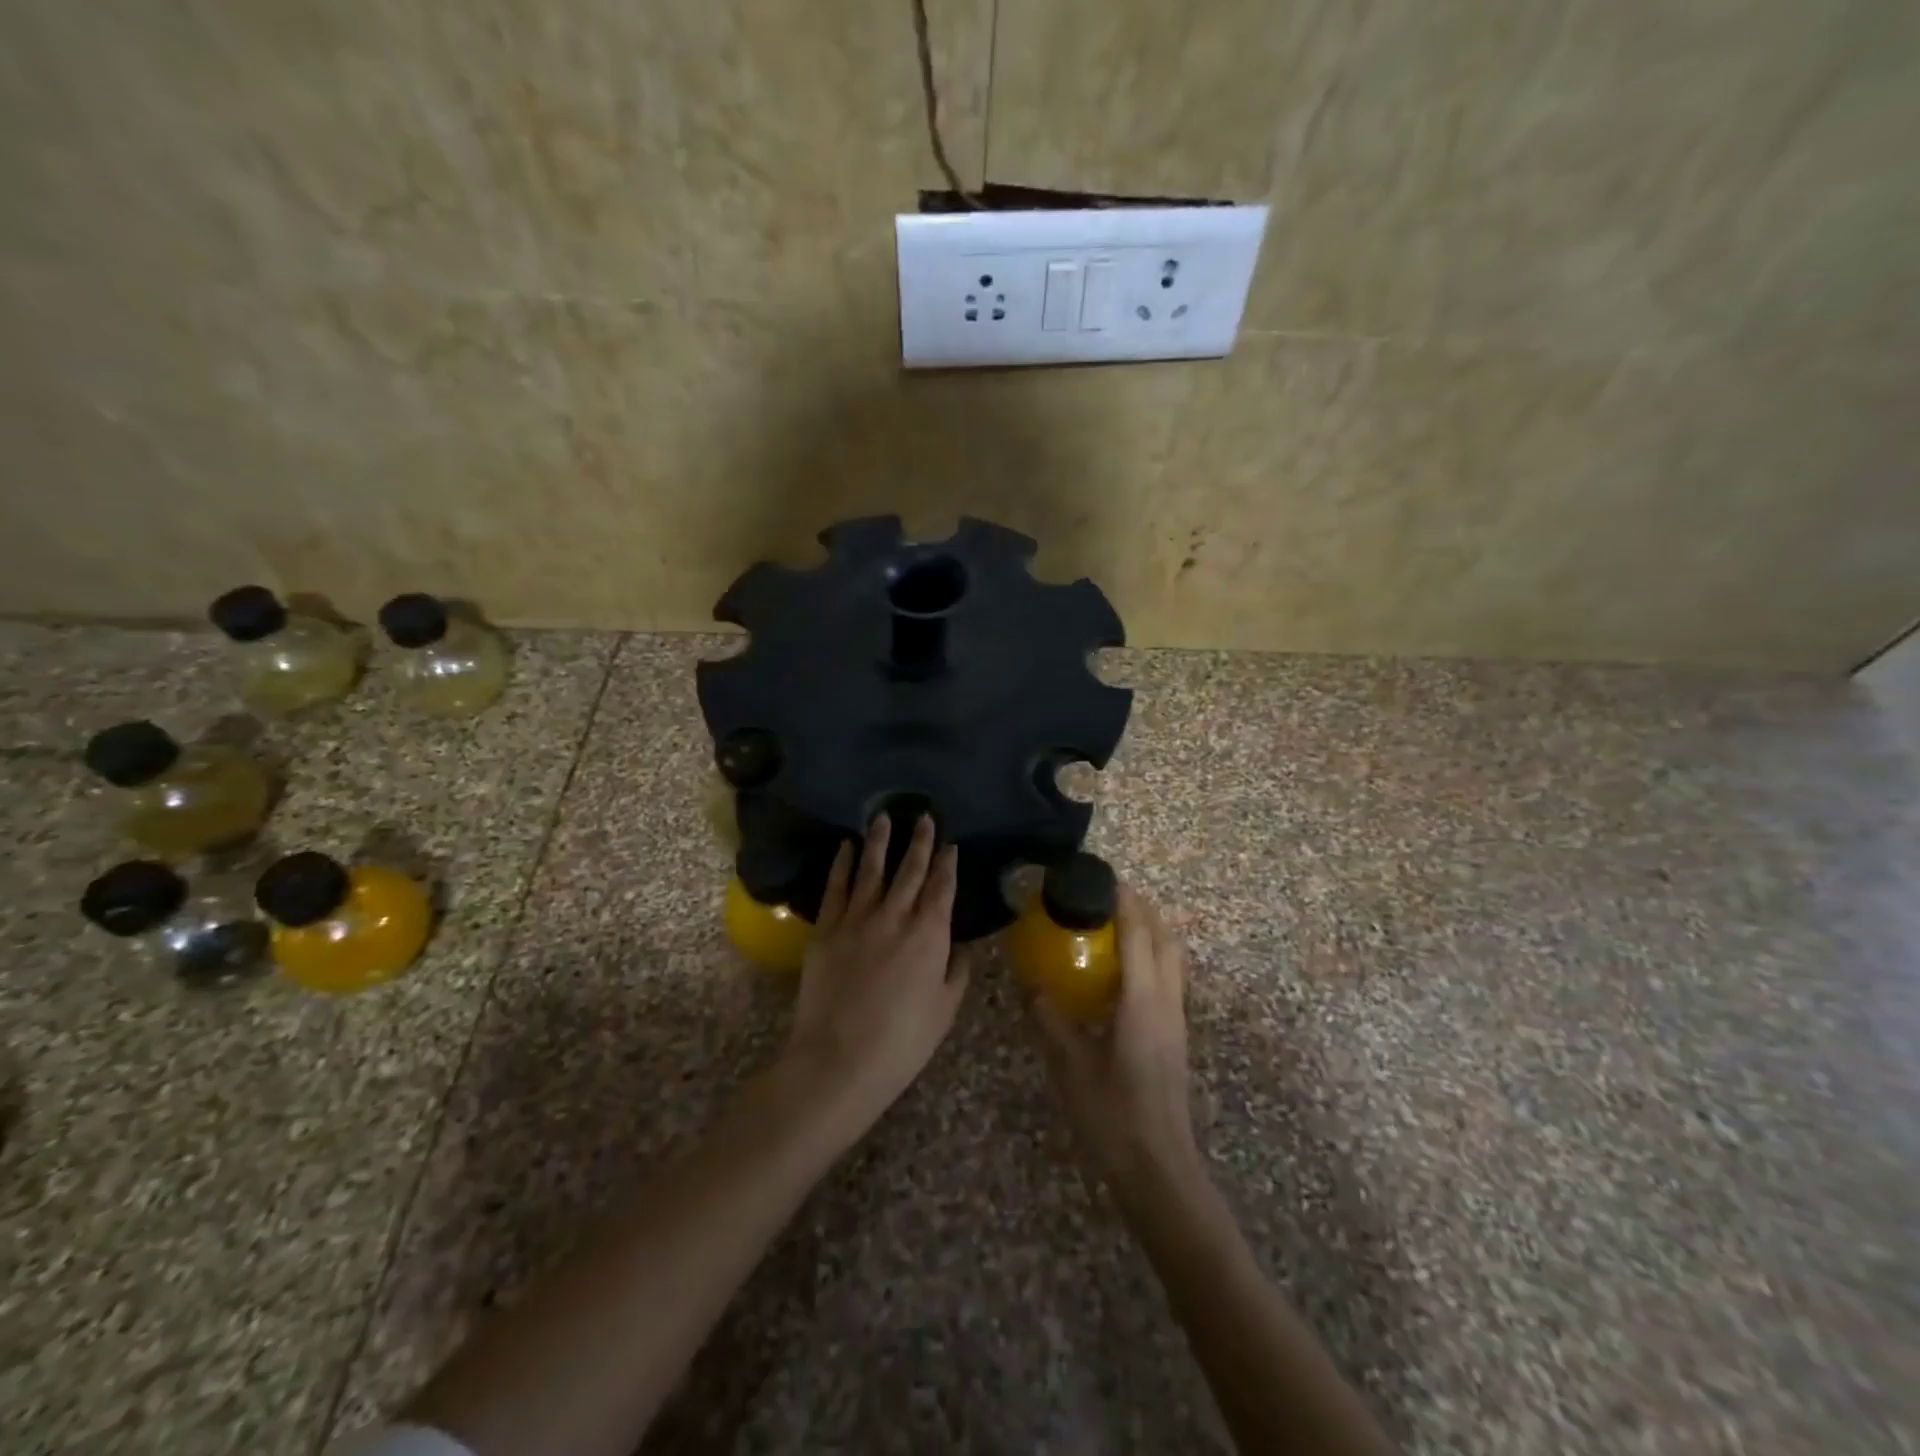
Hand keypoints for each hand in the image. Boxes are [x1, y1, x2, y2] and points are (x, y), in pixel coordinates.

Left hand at [781, 814, 969, 1132]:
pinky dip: (841, 865)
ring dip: (879, 842)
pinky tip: (845, 848)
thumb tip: (963, 946)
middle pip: (910, 870)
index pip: (942, 888)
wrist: (839, 1059)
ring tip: (884, 818)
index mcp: (929, 935)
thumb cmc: (902, 1042)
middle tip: (923, 816)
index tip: (949, 844)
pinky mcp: (826, 929)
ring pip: (871, 870)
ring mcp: (857, 919)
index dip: (947, 864)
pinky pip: (836, 888)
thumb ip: (956, 972)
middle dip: (919, 842)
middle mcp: (895, 916)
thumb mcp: (944, 1010)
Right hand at [1032, 883, 1204, 1200]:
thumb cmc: (1113, 1116)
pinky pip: (1168, 981)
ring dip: (1150, 933)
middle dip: (1143, 910)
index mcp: (1144, 1001)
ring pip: (1173, 959)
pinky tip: (1119, 976)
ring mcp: (1176, 1021)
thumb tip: (1029, 986)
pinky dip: (1150, 960)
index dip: (1125, 900)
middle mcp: (1167, 1002)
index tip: (1103, 877)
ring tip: (1113, 928)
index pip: (1140, 933)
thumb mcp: (1070, 1065)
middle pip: (1166, 938)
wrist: (1160, 1170)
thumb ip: (1050, 1020)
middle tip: (1107, 898)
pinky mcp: (1175, 1038)